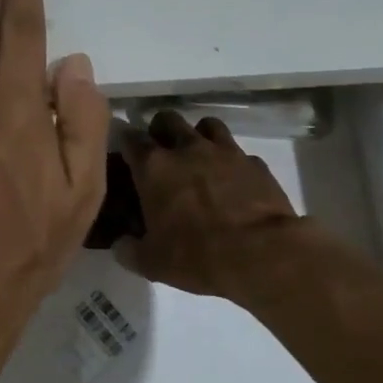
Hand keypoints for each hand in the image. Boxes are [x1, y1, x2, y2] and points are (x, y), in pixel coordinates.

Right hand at [115, 111, 310, 298]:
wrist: (262, 252)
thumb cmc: (198, 255)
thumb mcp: (152, 262)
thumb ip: (130, 250)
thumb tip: (121, 246)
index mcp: (154, 167)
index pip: (130, 139)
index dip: (125, 143)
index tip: (124, 154)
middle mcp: (187, 148)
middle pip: (168, 119)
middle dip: (160, 130)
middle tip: (161, 151)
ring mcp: (225, 151)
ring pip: (206, 125)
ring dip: (198, 136)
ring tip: (198, 156)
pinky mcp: (254, 162)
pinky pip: (238, 152)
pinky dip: (232, 161)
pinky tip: (233, 180)